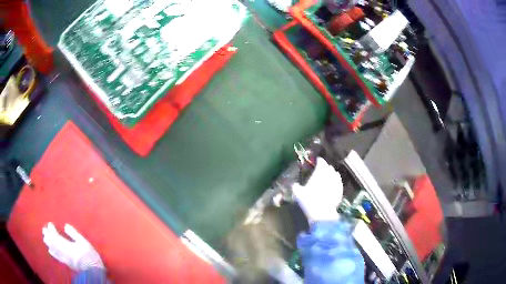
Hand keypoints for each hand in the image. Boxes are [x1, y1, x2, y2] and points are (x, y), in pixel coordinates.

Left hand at [42, 222, 103, 270]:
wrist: (94, 271)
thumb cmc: (89, 255)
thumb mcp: (84, 242)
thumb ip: (74, 234)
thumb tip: (65, 226)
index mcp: (67, 246)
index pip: (56, 236)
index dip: (52, 230)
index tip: (50, 224)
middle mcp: (63, 252)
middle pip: (52, 244)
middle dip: (47, 236)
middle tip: (44, 229)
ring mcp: (64, 259)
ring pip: (53, 250)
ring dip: (48, 243)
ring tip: (45, 237)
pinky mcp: (66, 264)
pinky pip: (57, 257)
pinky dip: (52, 252)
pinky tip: (50, 250)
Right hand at [292, 158, 342, 222]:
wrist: (322, 213)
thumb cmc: (309, 201)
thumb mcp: (298, 194)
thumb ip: (296, 187)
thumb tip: (294, 184)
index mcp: (319, 173)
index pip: (321, 162)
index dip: (319, 161)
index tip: (317, 161)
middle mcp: (329, 175)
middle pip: (329, 168)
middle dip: (325, 167)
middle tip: (322, 169)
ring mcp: (336, 183)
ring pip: (335, 175)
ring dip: (331, 174)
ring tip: (328, 175)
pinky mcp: (340, 191)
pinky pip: (338, 183)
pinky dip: (336, 182)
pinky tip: (334, 184)